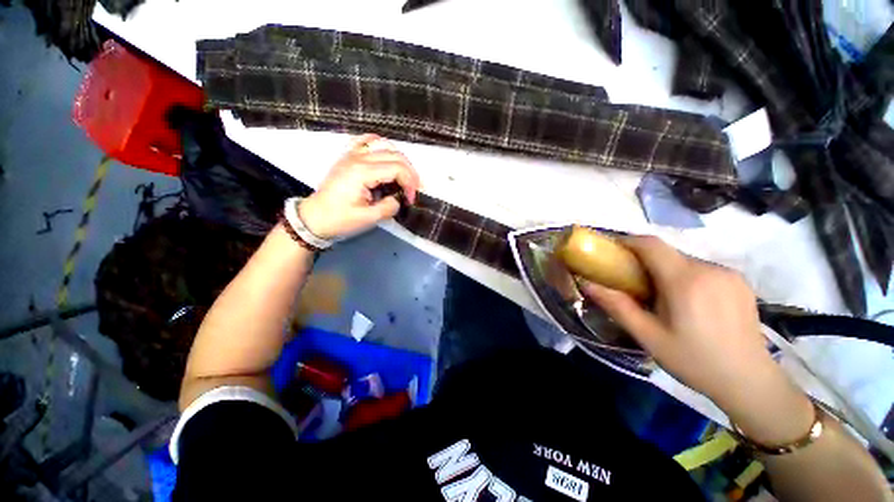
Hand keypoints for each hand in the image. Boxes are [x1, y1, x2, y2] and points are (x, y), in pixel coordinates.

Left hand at [298, 134, 419, 239]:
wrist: (314, 218)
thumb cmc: (340, 220)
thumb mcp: (368, 219)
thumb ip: (389, 207)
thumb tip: (399, 199)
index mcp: (362, 172)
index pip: (397, 168)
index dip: (410, 183)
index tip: (410, 200)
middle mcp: (358, 158)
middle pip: (395, 155)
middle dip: (409, 173)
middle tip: (412, 191)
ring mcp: (352, 154)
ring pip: (384, 146)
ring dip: (400, 160)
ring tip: (404, 177)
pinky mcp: (348, 157)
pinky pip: (366, 141)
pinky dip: (380, 145)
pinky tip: (385, 155)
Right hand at [579, 236, 812, 444]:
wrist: (750, 382)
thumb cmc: (694, 361)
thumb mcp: (648, 336)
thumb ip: (616, 306)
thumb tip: (586, 283)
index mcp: (685, 281)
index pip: (651, 244)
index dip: (627, 242)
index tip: (610, 252)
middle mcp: (709, 269)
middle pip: (666, 252)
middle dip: (643, 261)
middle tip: (631, 282)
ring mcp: (728, 273)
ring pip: (683, 260)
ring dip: (665, 270)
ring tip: (660, 296)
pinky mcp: (739, 281)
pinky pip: (702, 269)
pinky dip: (685, 276)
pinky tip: (687, 301)